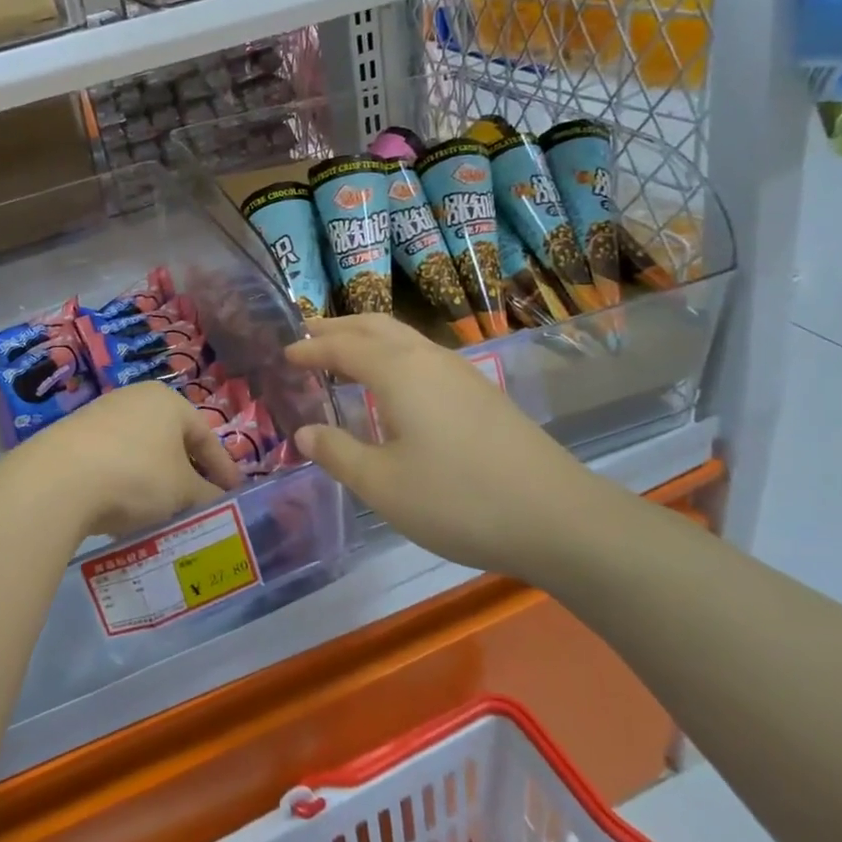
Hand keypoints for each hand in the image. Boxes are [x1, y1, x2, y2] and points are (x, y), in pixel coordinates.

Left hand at [1, 381, 240, 541]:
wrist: (57, 481)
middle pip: (173, 440)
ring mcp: (101, 416)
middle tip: (200, 505)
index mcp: (168, 401)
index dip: (224, 468)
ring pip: (142, 452)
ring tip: (163, 513)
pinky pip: (113, 461)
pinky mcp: (73, 438)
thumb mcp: (182, 491)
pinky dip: (126, 483)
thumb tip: (218, 502)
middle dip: (188, 474)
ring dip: (156, 481)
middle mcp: (135, 399)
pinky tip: (124, 510)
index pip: (207, 434)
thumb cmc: (136, 475)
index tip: (234, 495)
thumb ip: (206, 495)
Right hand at [286, 316, 599, 575]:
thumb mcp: (382, 485)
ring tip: (345, 355)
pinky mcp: (481, 393)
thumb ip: (338, 453)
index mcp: (399, 372)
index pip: (343, 347)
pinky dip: (393, 356)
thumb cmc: (457, 499)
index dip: (310, 348)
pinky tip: (394, 387)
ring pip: (404, 338)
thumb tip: (305, 432)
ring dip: (368, 338)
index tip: (285, 353)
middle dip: (338, 327)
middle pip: (376, 325)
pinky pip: (423, 356)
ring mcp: (461, 373)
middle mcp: (429, 359)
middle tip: (308, 335)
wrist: (556, 516)